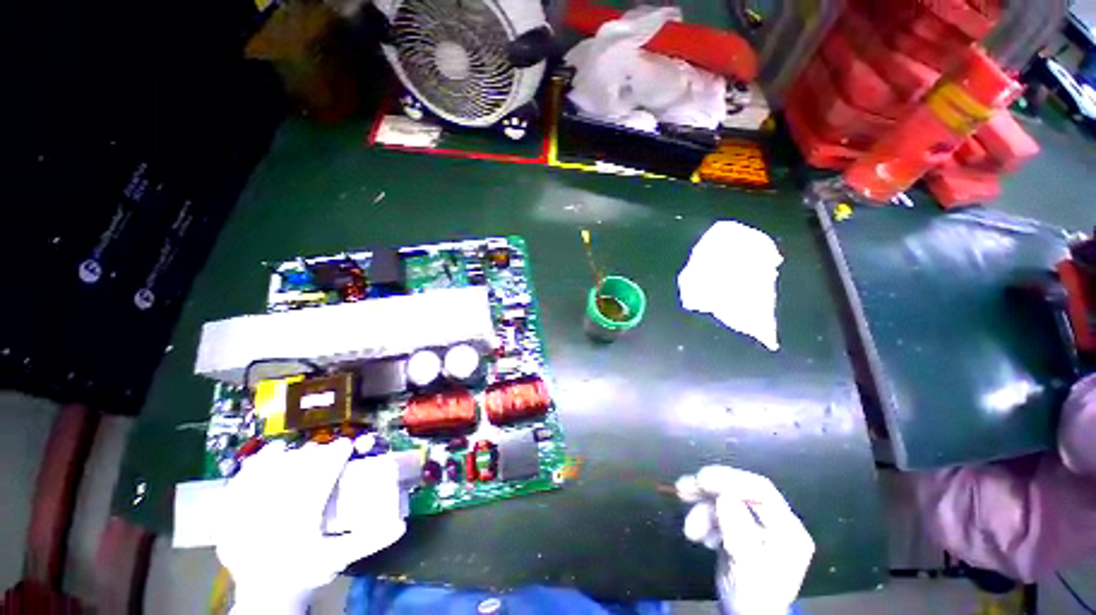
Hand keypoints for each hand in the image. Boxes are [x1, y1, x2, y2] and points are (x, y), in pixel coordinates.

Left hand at [216, 438, 406, 614]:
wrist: (265, 597)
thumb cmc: (304, 575)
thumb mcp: (338, 560)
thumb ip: (369, 541)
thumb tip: (403, 525)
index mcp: (298, 524)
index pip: (319, 480)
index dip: (334, 457)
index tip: (347, 444)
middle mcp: (268, 516)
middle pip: (292, 472)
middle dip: (312, 455)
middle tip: (326, 449)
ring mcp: (245, 515)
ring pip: (266, 473)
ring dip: (285, 457)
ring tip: (299, 449)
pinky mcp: (229, 516)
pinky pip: (239, 483)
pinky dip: (254, 465)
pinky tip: (267, 454)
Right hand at [677, 466, 813, 614]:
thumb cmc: (751, 598)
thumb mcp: (746, 567)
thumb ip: (738, 532)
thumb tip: (723, 497)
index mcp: (787, 530)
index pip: (760, 491)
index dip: (730, 480)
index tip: (701, 479)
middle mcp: (775, 522)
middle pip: (740, 491)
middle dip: (709, 490)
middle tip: (682, 489)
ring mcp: (757, 526)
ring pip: (725, 501)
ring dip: (702, 509)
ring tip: (690, 530)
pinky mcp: (740, 530)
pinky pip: (719, 512)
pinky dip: (704, 519)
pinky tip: (698, 536)